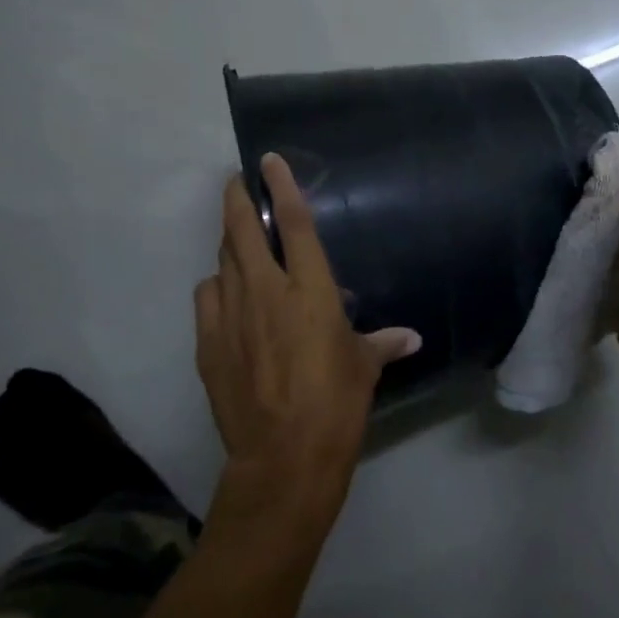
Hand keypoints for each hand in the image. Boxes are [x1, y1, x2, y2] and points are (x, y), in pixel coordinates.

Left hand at [195, 153, 420, 530]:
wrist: (283, 458)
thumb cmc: (336, 405)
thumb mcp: (364, 369)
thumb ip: (383, 343)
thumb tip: (411, 337)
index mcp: (310, 289)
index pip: (292, 222)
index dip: (280, 185)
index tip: (268, 160)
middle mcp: (265, 291)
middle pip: (240, 228)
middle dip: (236, 198)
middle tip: (237, 183)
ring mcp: (230, 315)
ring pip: (221, 260)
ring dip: (229, 245)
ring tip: (238, 245)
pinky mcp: (207, 343)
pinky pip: (207, 297)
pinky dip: (217, 287)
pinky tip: (226, 297)